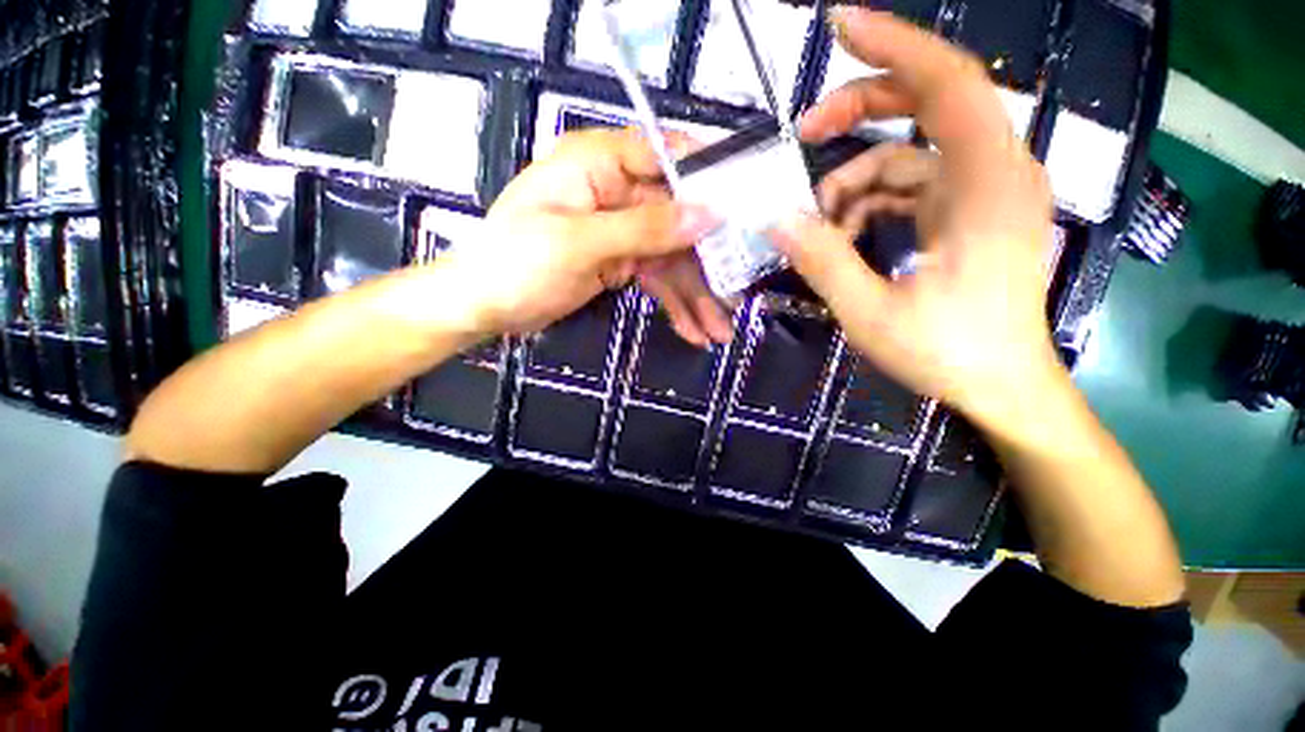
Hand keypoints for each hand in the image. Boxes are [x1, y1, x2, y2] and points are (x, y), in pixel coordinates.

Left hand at [448, 128, 730, 342]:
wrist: (484, 306)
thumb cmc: (516, 263)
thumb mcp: (580, 244)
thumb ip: (644, 228)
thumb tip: (706, 215)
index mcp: (598, 163)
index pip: (665, 156)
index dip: (709, 181)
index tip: (746, 212)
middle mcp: (615, 190)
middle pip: (677, 220)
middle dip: (707, 264)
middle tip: (736, 298)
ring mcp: (620, 229)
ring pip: (672, 258)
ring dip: (696, 295)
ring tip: (719, 330)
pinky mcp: (620, 261)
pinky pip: (657, 279)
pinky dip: (675, 304)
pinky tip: (692, 330)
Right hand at [774, 9, 1058, 432]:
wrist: (1004, 388)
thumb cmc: (948, 354)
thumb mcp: (870, 313)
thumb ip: (822, 262)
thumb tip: (776, 221)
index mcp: (986, 187)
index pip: (947, 83)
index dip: (893, 46)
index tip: (839, 26)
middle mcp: (996, 173)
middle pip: (927, 105)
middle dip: (861, 109)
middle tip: (806, 133)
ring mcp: (985, 193)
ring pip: (910, 155)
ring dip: (856, 181)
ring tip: (819, 226)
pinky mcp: (972, 213)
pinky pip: (914, 186)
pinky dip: (873, 202)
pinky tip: (845, 236)